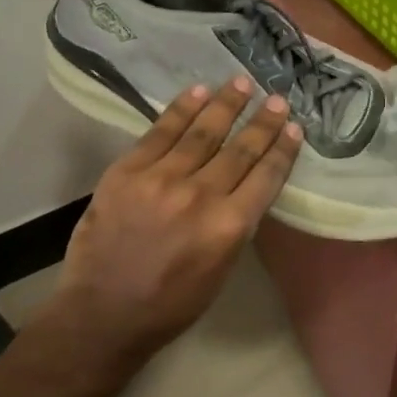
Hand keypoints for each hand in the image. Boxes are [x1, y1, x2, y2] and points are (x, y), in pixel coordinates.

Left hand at [43, 79, 301, 370]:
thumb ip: (235, 224)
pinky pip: (159, 133)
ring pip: (202, 133)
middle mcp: (200, 196)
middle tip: (276, 99)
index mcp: (229, 227)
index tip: (293, 128)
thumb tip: (244, 186)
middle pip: (239, 150)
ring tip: (241, 83)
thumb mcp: (221, 270)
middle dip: (262, 122)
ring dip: (225, 105)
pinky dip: (181, 110)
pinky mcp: (127, 172)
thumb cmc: (171, 304)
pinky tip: (197, 92)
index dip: (282, 149)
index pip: (265, 176)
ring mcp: (161, 180)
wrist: (102, 313)